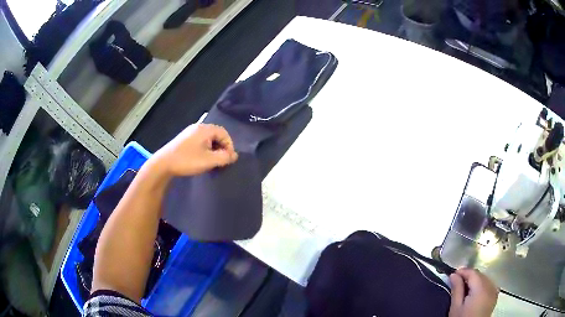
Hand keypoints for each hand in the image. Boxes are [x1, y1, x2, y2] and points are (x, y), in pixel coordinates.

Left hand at [151, 124, 237, 176]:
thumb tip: (234, 155)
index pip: (224, 133)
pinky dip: (205, 149)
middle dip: (221, 147)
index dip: (229, 146)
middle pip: (216, 134)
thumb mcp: (209, 161)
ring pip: (208, 138)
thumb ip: (224, 157)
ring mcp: (190, 132)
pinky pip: (200, 141)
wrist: (163, 163)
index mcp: (205, 129)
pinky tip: (201, 159)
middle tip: (221, 161)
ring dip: (213, 149)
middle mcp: (198, 127)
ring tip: (212, 161)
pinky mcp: (184, 139)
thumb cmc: (187, 160)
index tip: (228, 159)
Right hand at [449, 268, 498, 316]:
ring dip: (475, 280)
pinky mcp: (495, 296)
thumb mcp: (456, 307)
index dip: (463, 271)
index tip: (453, 274)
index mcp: (481, 288)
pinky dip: (481, 285)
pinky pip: (489, 285)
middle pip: (480, 275)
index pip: (473, 272)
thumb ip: (456, 289)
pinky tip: (475, 292)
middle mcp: (490, 286)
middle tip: (457, 282)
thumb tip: (454, 275)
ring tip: (465, 288)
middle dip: (469, 276)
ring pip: (485, 279)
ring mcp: (494, 291)